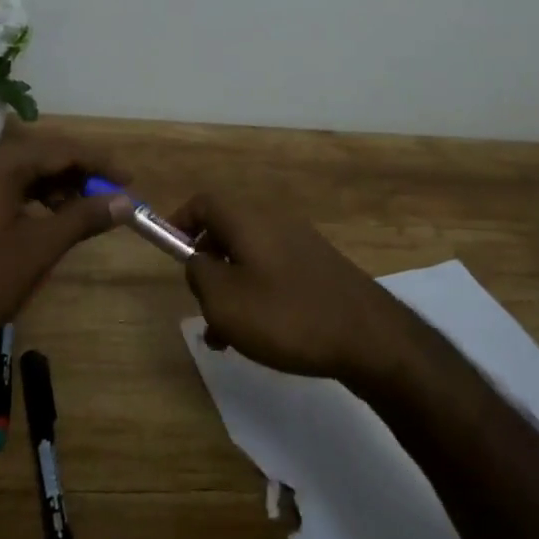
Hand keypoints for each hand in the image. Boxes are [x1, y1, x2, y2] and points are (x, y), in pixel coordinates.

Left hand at [0, 135, 130, 355]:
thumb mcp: (38, 248)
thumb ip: (83, 218)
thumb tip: (125, 200)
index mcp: (2, 164)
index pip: (63, 150)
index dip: (100, 163)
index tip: (131, 180)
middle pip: (48, 157)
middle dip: (84, 173)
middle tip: (117, 194)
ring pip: (34, 176)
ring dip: (66, 189)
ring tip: (93, 211)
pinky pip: (20, 193)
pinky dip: (45, 203)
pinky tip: (60, 222)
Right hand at [170, 192, 398, 381]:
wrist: (369, 337)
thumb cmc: (287, 315)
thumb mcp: (225, 300)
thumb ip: (199, 274)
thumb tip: (199, 260)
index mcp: (248, 220)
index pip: (204, 202)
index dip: (179, 222)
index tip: (169, 253)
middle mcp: (274, 223)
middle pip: (226, 231)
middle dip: (206, 266)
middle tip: (200, 304)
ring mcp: (301, 245)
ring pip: (249, 259)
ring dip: (230, 289)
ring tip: (224, 337)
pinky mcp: (319, 269)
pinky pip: (274, 274)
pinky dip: (257, 297)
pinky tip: (259, 337)